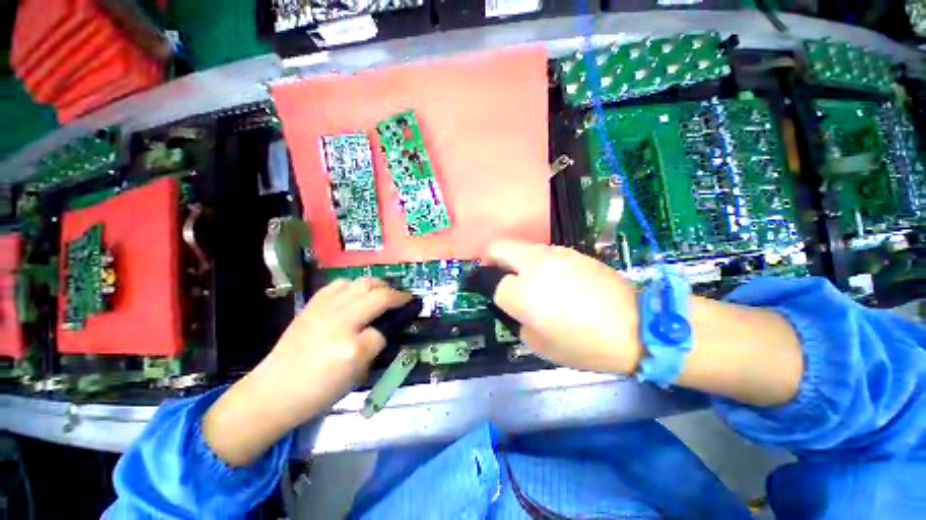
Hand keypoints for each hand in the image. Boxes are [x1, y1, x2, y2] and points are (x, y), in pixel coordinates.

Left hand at [203, 278, 410, 465]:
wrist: (274, 390)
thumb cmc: (318, 390)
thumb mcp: (355, 375)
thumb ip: (374, 347)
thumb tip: (384, 328)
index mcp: (351, 348)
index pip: (384, 328)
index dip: (396, 323)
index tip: (409, 313)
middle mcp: (339, 321)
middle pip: (377, 295)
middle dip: (395, 294)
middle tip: (402, 299)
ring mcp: (324, 309)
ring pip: (360, 283)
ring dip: (378, 285)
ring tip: (383, 292)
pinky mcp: (312, 304)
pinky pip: (339, 284)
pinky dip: (354, 285)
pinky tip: (356, 293)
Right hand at [486, 240, 801, 406]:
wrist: (639, 325)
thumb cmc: (587, 344)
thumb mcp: (541, 345)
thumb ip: (519, 322)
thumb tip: (516, 307)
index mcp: (524, 292)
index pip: (495, 285)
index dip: (496, 296)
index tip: (502, 302)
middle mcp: (534, 264)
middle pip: (498, 248)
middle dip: (491, 260)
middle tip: (498, 277)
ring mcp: (555, 253)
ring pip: (521, 248)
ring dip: (516, 261)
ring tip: (533, 282)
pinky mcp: (572, 252)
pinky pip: (543, 253)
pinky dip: (537, 263)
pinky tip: (556, 281)